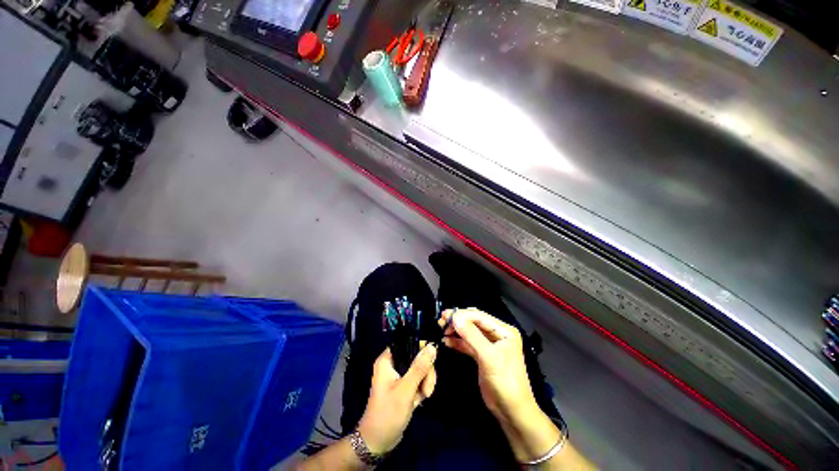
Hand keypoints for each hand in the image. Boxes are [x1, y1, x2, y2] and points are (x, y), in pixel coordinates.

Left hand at [356, 344, 436, 454]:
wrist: (378, 442)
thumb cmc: (388, 413)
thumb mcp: (406, 389)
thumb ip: (419, 367)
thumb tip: (432, 346)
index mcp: (388, 360)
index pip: (407, 343)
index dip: (421, 349)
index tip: (432, 361)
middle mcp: (393, 364)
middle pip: (416, 357)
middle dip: (425, 372)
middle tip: (428, 389)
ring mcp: (398, 376)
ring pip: (419, 369)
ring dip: (425, 382)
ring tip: (424, 397)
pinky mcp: (403, 386)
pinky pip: (418, 380)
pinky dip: (421, 389)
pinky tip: (419, 401)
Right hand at [439, 308, 534, 421]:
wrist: (512, 411)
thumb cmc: (505, 381)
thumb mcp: (489, 357)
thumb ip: (471, 335)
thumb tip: (455, 318)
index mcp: (503, 331)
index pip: (480, 316)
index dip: (462, 314)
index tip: (446, 316)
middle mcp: (497, 334)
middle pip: (474, 322)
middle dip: (458, 321)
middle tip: (441, 321)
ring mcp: (489, 345)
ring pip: (469, 332)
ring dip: (456, 331)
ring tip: (441, 329)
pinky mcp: (482, 355)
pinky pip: (468, 344)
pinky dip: (457, 342)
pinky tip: (446, 341)